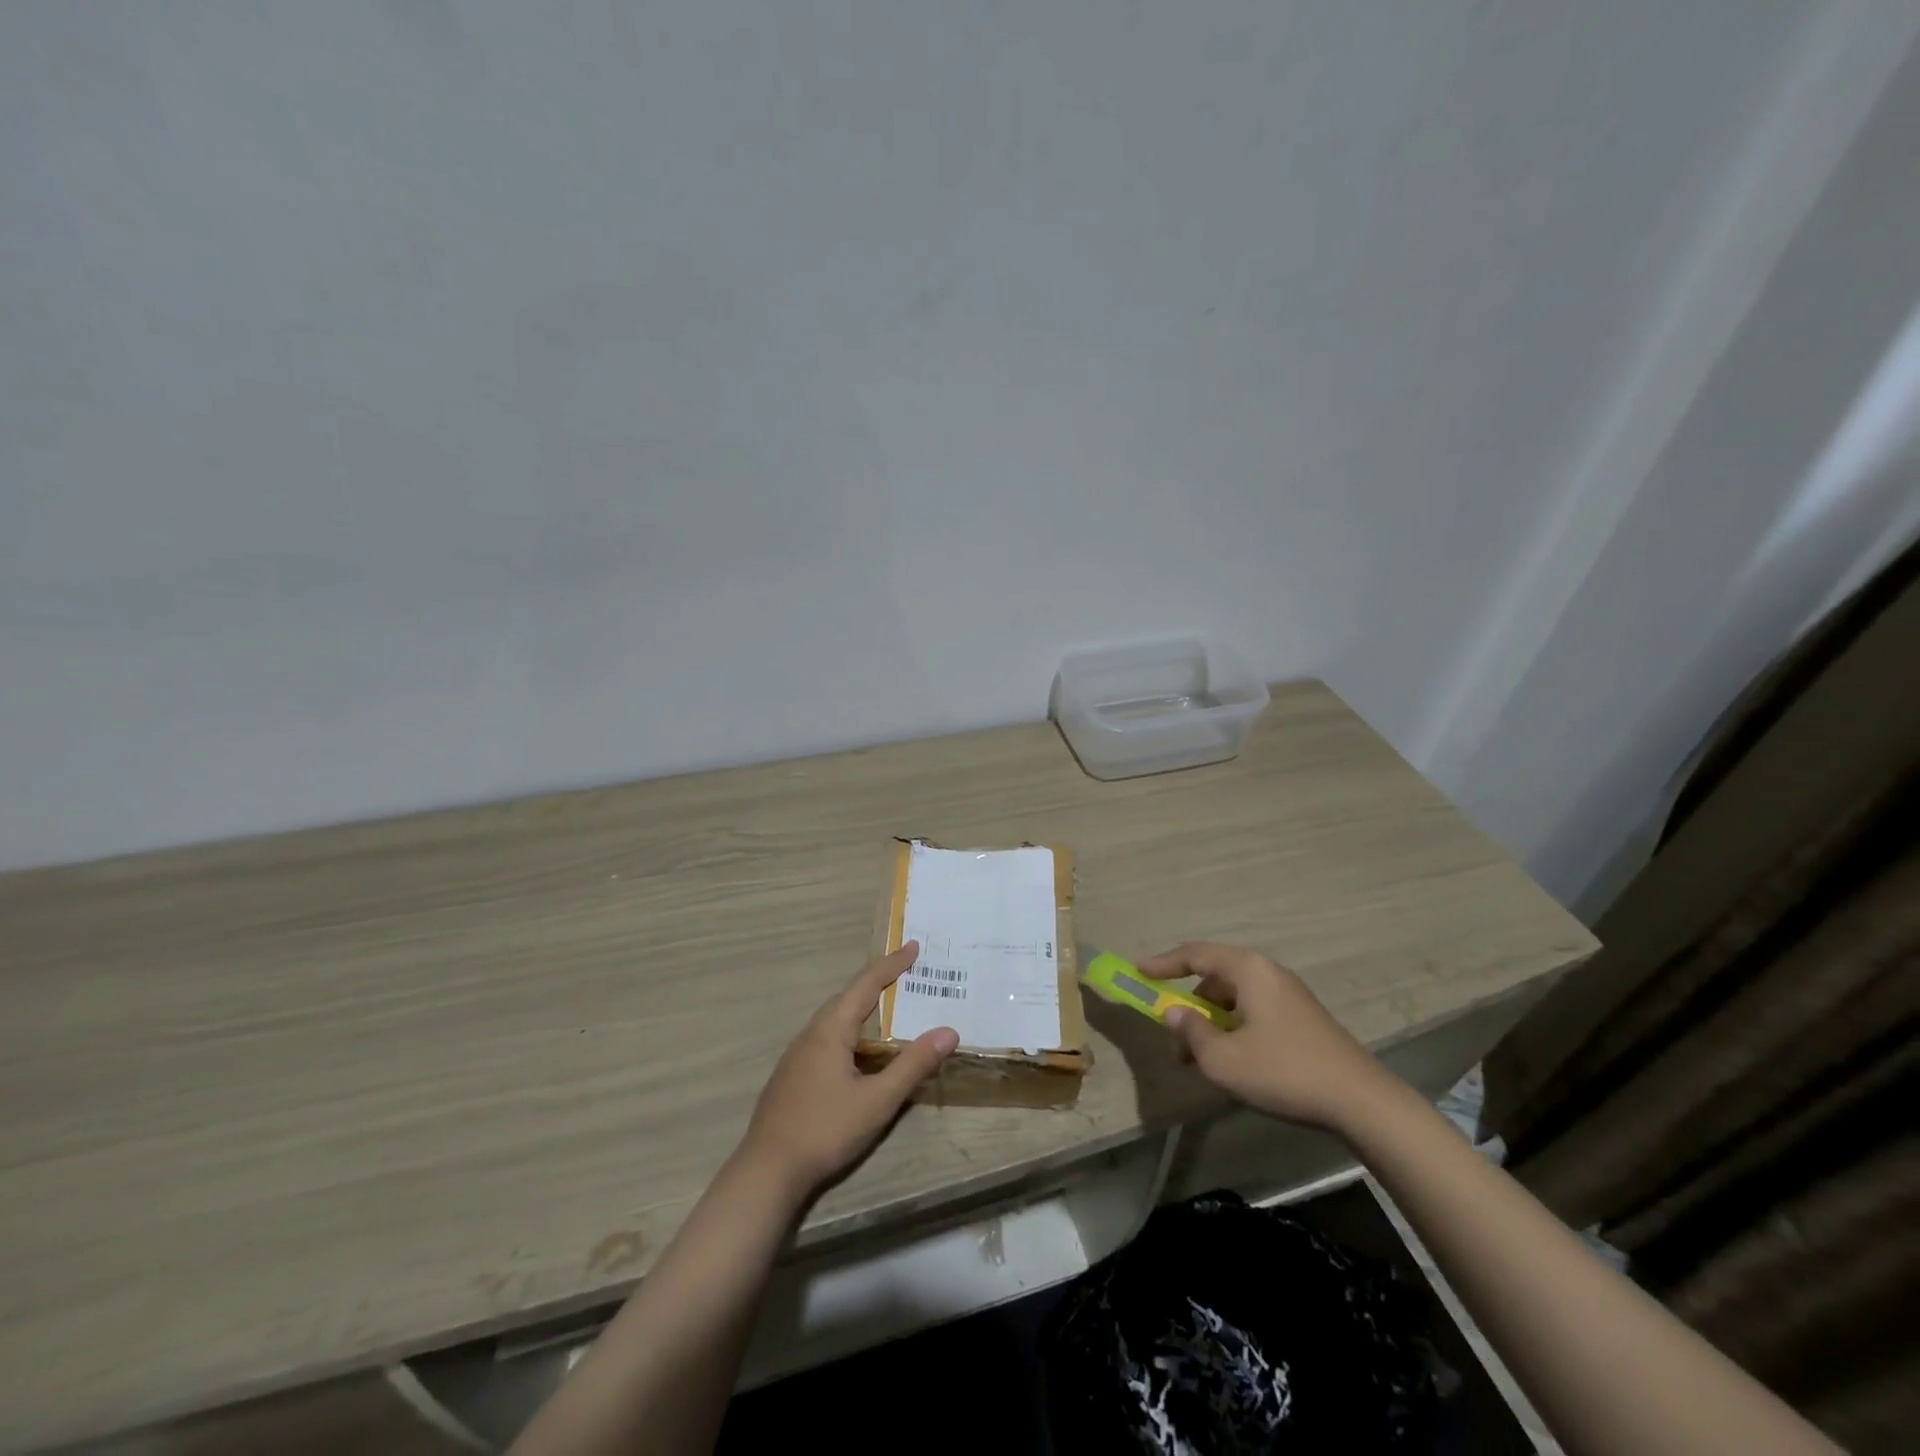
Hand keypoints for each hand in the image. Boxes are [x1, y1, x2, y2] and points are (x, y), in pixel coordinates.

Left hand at [736, 942, 958, 1200]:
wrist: (767, 1172)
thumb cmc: (825, 1130)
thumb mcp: (878, 1100)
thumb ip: (913, 1065)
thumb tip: (948, 1031)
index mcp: (831, 1030)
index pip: (866, 985)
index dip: (891, 964)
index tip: (913, 946)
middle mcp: (811, 1034)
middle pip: (847, 997)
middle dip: (877, 982)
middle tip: (906, 974)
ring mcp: (797, 1056)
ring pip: (835, 1020)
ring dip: (862, 1008)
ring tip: (889, 1011)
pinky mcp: (792, 1077)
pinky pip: (827, 1039)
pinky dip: (850, 1032)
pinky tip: (859, 1054)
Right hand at [1140, 941, 1401, 1134]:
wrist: (1361, 1102)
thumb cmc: (1284, 1072)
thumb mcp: (1224, 1058)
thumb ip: (1191, 1031)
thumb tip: (1174, 1012)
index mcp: (1248, 970)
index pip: (1195, 954)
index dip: (1163, 963)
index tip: (1139, 972)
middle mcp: (1268, 972)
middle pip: (1214, 977)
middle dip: (1188, 1004)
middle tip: (1173, 1036)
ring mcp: (1289, 995)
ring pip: (1234, 998)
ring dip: (1210, 1022)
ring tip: (1200, 1059)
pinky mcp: (1302, 1018)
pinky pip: (1253, 1011)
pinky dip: (1233, 1028)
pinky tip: (1233, 1061)